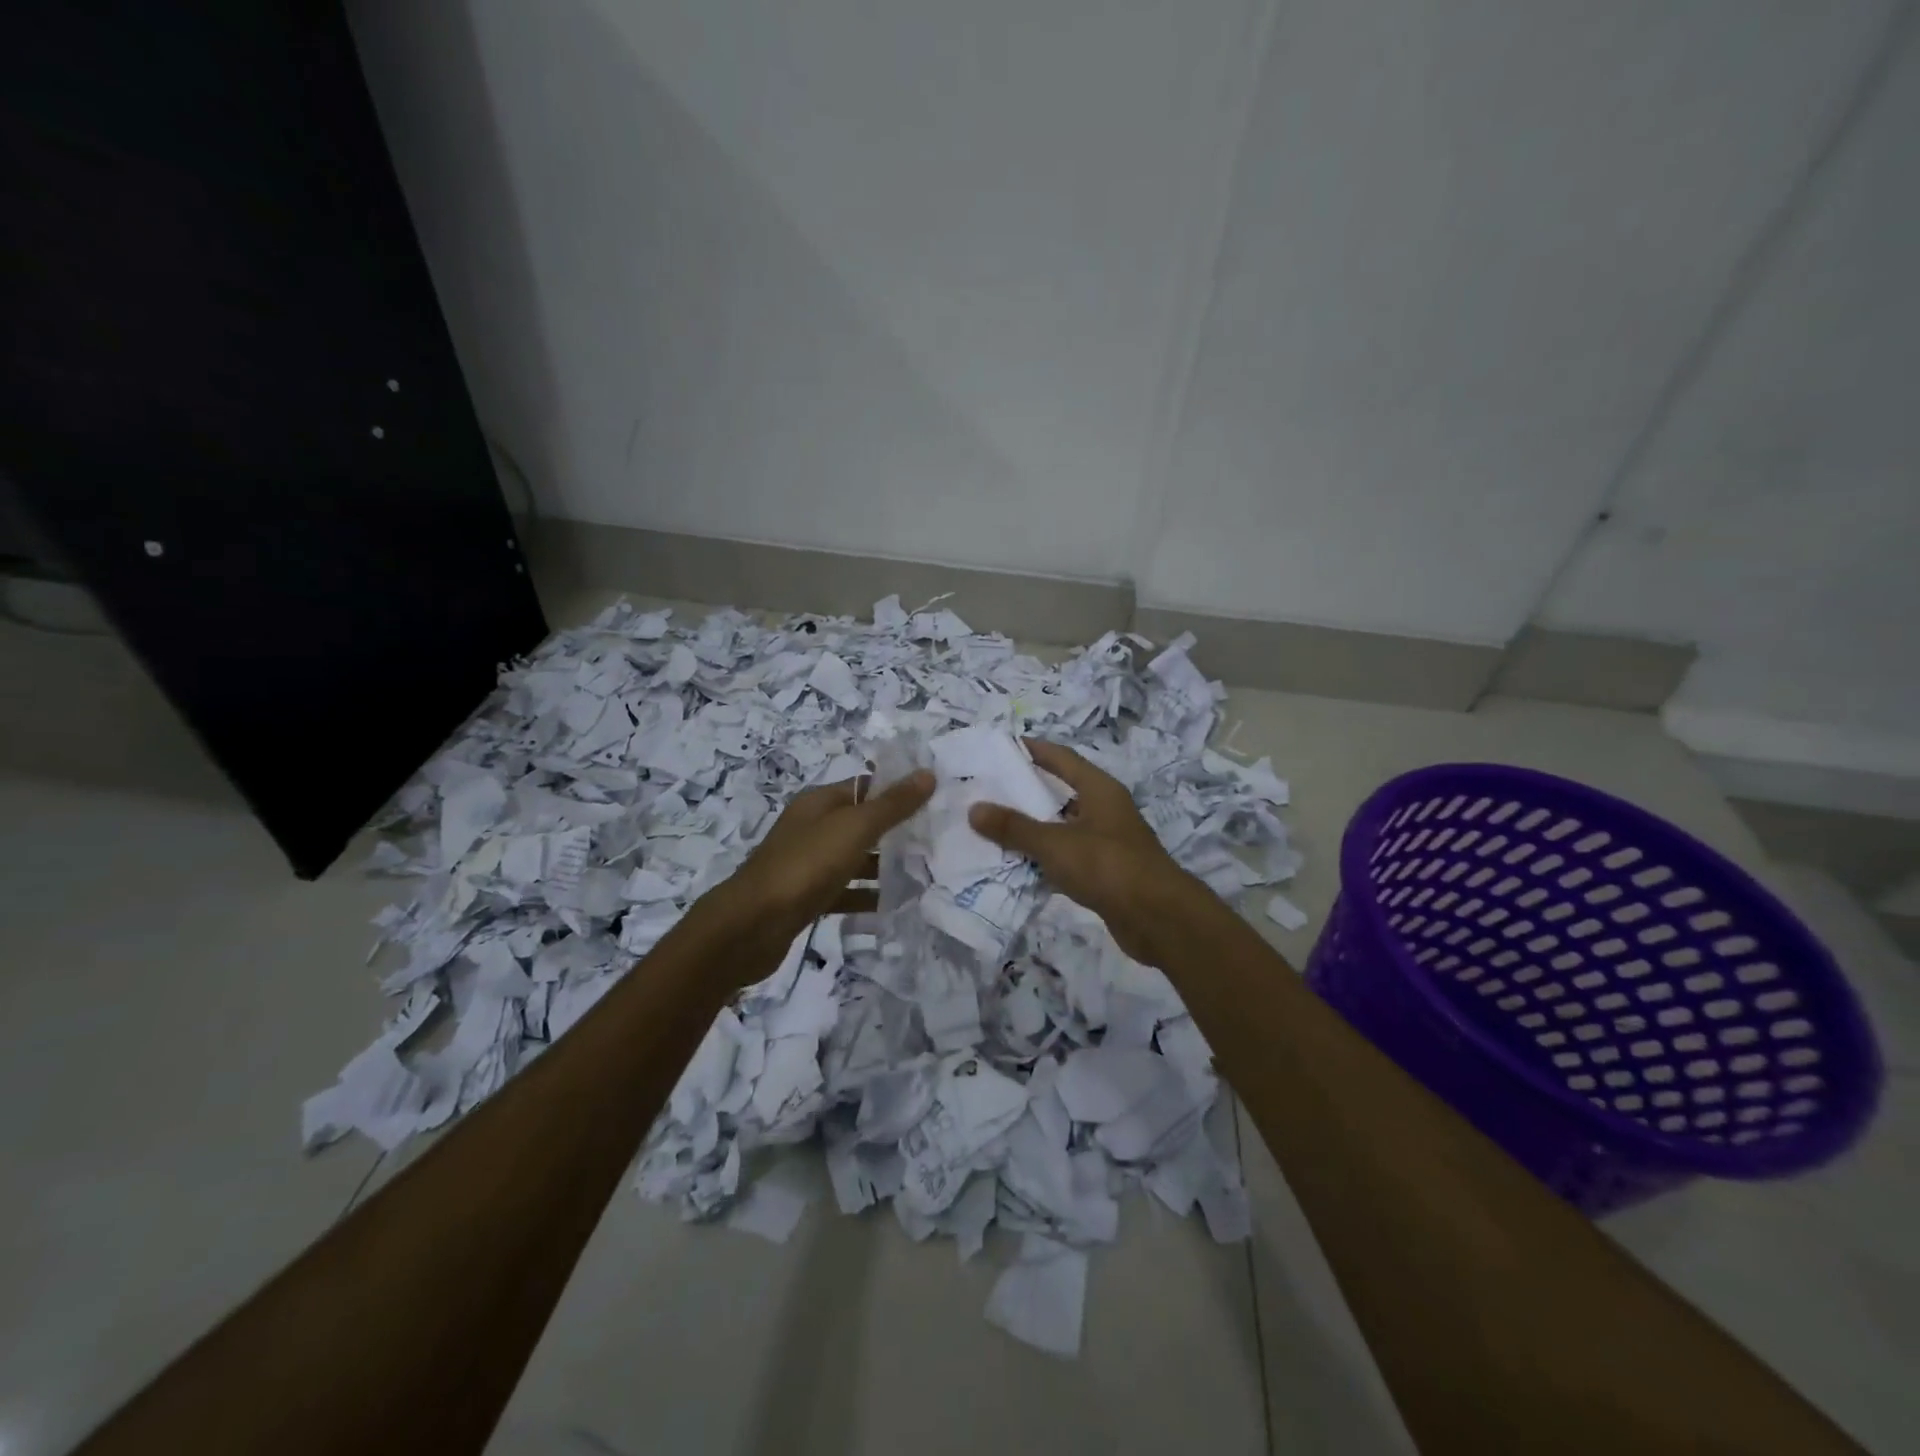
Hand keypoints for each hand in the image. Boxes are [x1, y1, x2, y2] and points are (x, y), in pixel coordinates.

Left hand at [728, 770, 934, 935]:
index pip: (866, 786)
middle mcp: (813, 828)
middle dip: (898, 830)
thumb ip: (892, 804)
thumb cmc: (805, 865)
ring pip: (856, 858)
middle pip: (863, 822)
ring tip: (927, 873)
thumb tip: (927, 774)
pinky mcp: (809, 897)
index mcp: (819, 803)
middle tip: (940, 839)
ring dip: (886, 865)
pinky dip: (868, 896)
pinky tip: (896, 905)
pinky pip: (846, 891)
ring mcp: (809, 864)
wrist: (751, 926)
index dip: (899, 790)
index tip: (937, 800)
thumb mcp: (854, 828)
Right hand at [968, 740, 1199, 965]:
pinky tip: (1020, 865)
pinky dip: (1047, 858)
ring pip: (1065, 827)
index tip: (1005, 746)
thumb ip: (1014, 827)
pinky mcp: (1108, 873)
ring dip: (1036, 828)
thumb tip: (974, 809)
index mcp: (1100, 789)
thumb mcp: (1054, 843)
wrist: (1156, 918)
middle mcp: (1107, 810)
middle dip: (1029, 791)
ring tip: (996, 826)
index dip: (1036, 750)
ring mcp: (1109, 842)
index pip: (1063, 758)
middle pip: (1063, 792)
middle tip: (990, 789)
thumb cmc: (1106, 865)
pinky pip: (1070, 857)